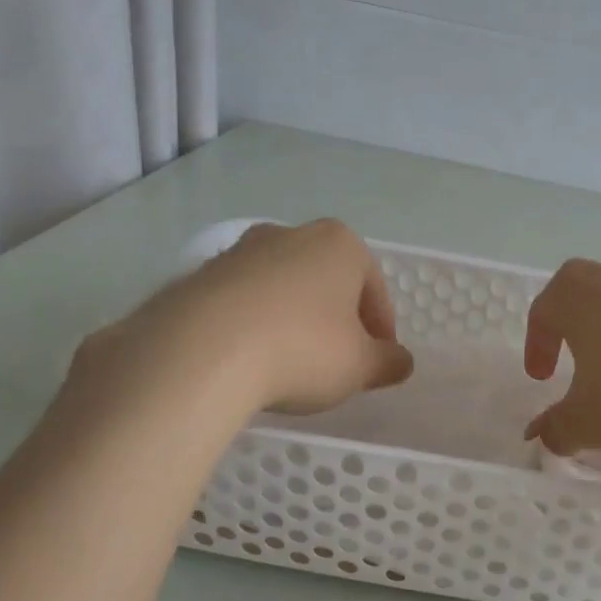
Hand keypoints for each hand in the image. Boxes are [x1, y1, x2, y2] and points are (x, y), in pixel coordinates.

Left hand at [76, 219, 413, 420]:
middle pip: (327, 282)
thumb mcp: (361, 366)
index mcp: (340, 244)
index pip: (374, 288)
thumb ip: (389, 362)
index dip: (381, 328)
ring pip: (283, 288)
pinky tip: (250, 360)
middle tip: (337, 361)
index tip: (376, 361)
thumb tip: (400, 362)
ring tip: (290, 365)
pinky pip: (242, 302)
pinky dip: (254, 325)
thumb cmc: (301, 349)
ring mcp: (240, 251)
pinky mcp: (199, 276)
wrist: (199, 352)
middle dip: (336, 318)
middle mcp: (290, 235)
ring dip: (293, 319)